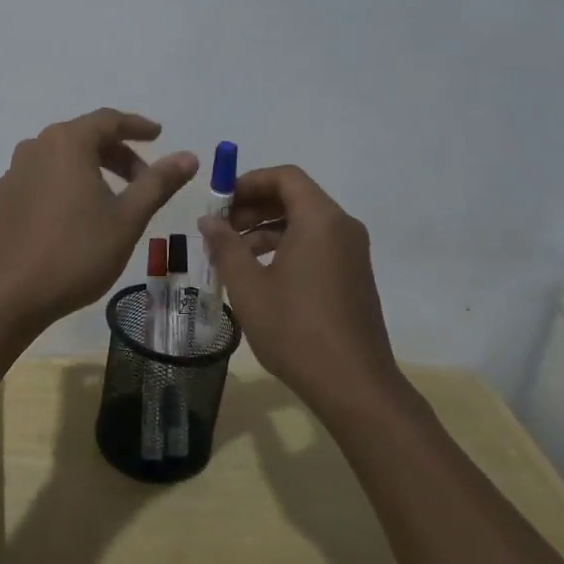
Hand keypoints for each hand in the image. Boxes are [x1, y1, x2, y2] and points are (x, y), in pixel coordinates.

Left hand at [0, 109, 197, 327]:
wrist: (11, 296)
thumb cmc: (77, 252)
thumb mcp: (128, 218)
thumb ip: (158, 182)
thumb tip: (189, 157)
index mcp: (67, 143)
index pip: (108, 120)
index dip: (137, 126)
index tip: (158, 135)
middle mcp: (36, 147)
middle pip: (83, 137)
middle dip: (117, 153)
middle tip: (144, 179)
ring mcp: (14, 173)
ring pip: (61, 158)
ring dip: (91, 168)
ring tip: (113, 199)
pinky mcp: (2, 199)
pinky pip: (41, 178)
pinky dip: (65, 184)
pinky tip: (76, 215)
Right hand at [199, 166, 399, 410]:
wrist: (354, 386)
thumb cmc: (296, 329)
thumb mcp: (249, 286)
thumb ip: (225, 246)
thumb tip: (209, 220)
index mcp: (320, 219)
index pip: (285, 176)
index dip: (249, 181)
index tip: (220, 202)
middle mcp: (342, 227)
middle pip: (295, 197)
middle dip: (254, 206)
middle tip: (221, 228)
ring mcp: (352, 252)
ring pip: (304, 222)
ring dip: (266, 229)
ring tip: (233, 255)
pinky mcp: (353, 276)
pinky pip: (316, 244)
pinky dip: (286, 247)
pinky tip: (260, 275)